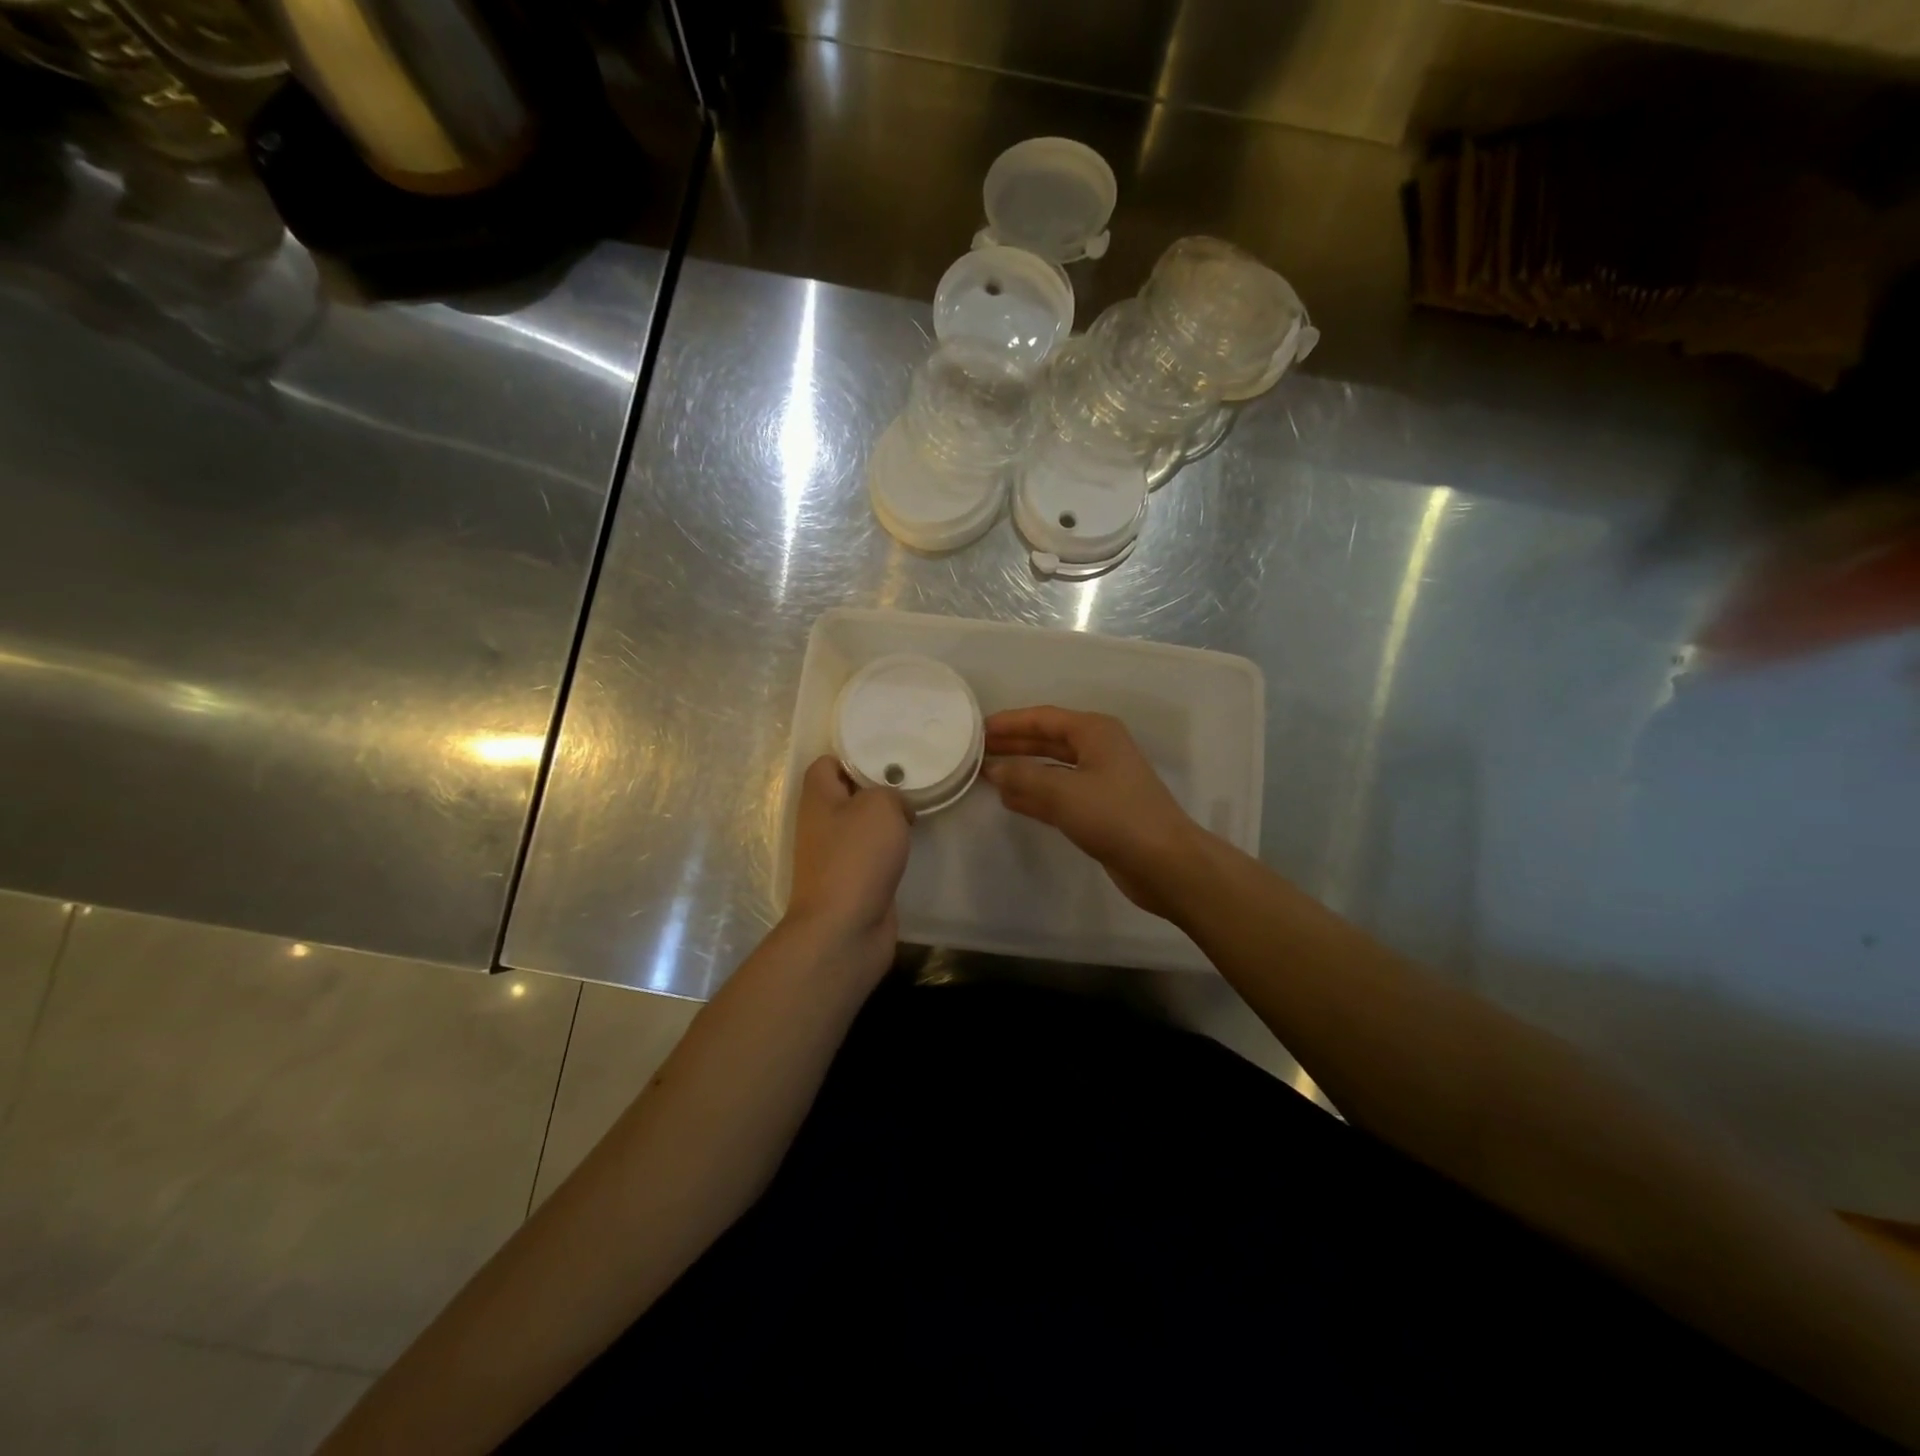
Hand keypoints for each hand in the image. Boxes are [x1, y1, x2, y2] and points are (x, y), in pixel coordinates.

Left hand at [784, 755, 912, 977]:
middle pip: (846, 794)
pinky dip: (888, 849)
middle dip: (876, 788)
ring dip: (885, 820)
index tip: (886, 756)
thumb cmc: (857, 857)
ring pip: (860, 826)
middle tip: (910, 782)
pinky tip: (910, 846)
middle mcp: (821, 824)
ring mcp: (834, 855)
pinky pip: (871, 854)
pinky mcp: (852, 881)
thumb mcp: (879, 806)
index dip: (852, 756)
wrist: (845, 927)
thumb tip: (895, 808)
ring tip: (916, 810)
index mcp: (818, 798)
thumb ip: (890, 793)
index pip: (826, 764)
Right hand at [982, 707, 1206, 919]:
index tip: (978, 728)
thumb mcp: (1063, 792)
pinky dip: (1034, 794)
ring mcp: (1100, 781)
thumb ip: (1023, 777)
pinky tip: (1009, 800)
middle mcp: (1098, 750)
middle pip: (1047, 740)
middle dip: (1013, 745)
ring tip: (985, 774)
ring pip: (1051, 768)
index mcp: (1095, 732)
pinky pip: (1058, 794)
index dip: (1010, 722)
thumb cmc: (1115, 816)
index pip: (1044, 718)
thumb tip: (993, 770)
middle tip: (976, 750)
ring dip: (1021, 771)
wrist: (1164, 863)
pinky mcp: (1099, 810)